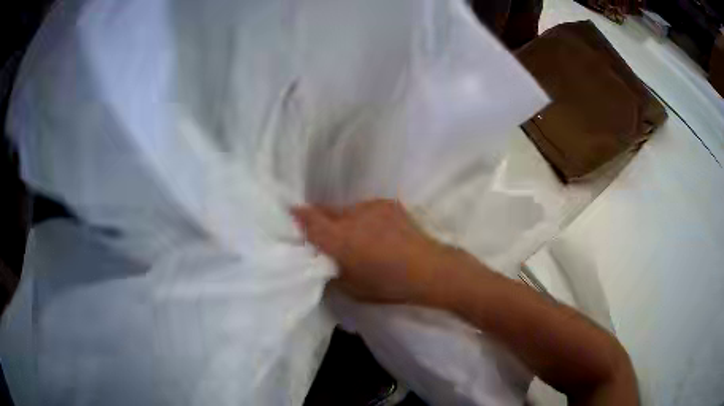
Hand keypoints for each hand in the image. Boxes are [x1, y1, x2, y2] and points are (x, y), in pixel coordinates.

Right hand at [292, 199, 466, 303]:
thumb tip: (320, 259)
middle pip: (326, 211)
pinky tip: (377, 232)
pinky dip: (365, 218)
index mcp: (340, 240)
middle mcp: (352, 217)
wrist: (429, 269)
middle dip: (320, 218)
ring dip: (345, 220)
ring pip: (347, 210)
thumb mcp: (351, 288)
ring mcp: (371, 207)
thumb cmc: (388, 285)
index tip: (291, 214)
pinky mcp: (387, 203)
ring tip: (358, 236)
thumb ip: (330, 270)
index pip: (310, 221)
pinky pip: (366, 209)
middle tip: (323, 231)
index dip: (298, 216)